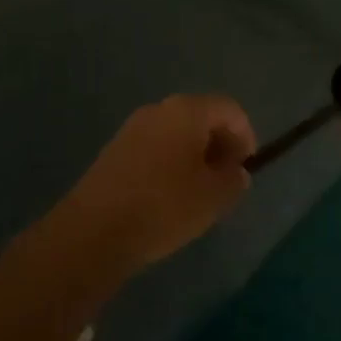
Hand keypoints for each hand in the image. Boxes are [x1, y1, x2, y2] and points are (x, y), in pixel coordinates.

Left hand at [56, 95, 255, 275]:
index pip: (229, 109)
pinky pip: (155, 147)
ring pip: (176, 133)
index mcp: (187, 110)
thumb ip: (233, 179)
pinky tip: (168, 197)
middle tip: (225, 180)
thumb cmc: (164, 206)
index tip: (246, 168)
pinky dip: (170, 163)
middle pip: (201, 117)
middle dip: (219, 144)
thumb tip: (235, 171)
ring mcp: (133, 128)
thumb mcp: (213, 197)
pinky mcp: (114, 150)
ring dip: (194, 155)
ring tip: (199, 192)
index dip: (245, 135)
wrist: (94, 231)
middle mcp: (159, 109)